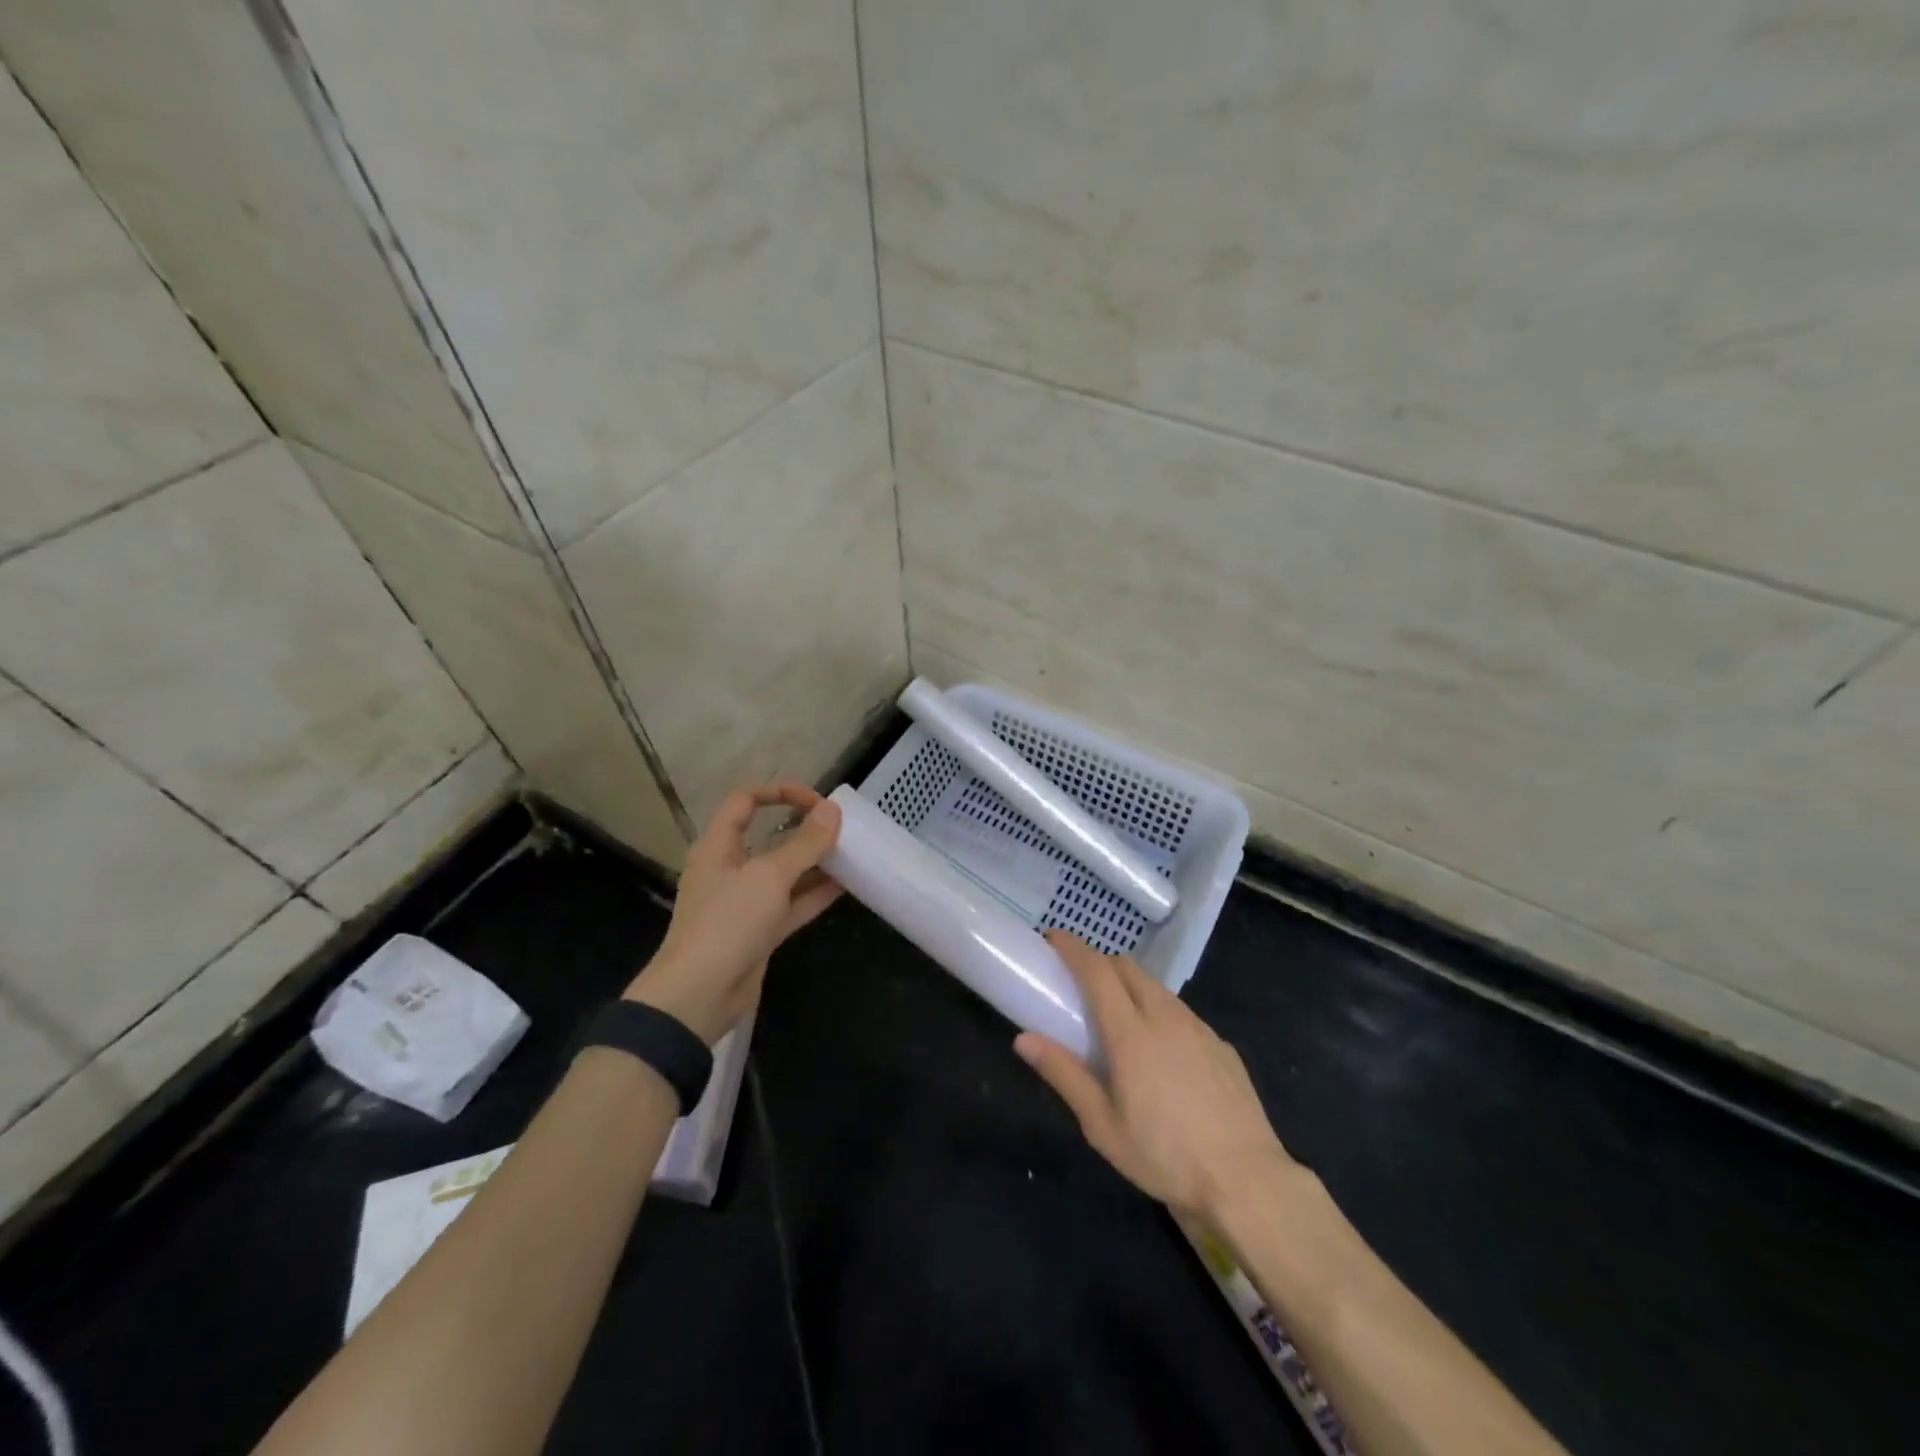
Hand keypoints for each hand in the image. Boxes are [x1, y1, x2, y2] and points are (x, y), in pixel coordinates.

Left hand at [625, 783, 842, 1044]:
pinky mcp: (758, 932)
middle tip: (841, 828)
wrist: (699, 995)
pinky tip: (847, 886)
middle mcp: (730, 869)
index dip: (779, 793)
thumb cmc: (728, 922)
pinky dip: (815, 894)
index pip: (744, 802)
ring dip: (815, 863)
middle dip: (804, 831)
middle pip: (768, 838)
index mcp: (719, 846)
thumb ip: (805, 843)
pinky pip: (791, 904)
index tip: (815, 800)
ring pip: (784, 873)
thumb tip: (833, 809)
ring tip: (852, 854)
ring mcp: (745, 902)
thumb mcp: (770, 876)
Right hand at [1015, 930, 1291, 1219]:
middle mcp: (1165, 1017)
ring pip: (1157, 987)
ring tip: (1120, 1019)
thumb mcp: (1103, 1126)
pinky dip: (1160, 1012)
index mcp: (1131, 1033)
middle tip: (1081, 986)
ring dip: (1131, 986)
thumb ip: (1064, 1075)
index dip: (1073, 948)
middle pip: (1128, 967)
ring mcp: (1199, 1028)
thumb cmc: (1165, 1157)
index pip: (1097, 970)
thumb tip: (1023, 1039)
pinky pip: (1182, 1012)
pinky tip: (1163, 1053)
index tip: (1053, 938)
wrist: (1248, 1182)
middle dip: (1101, 964)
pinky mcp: (1222, 1045)